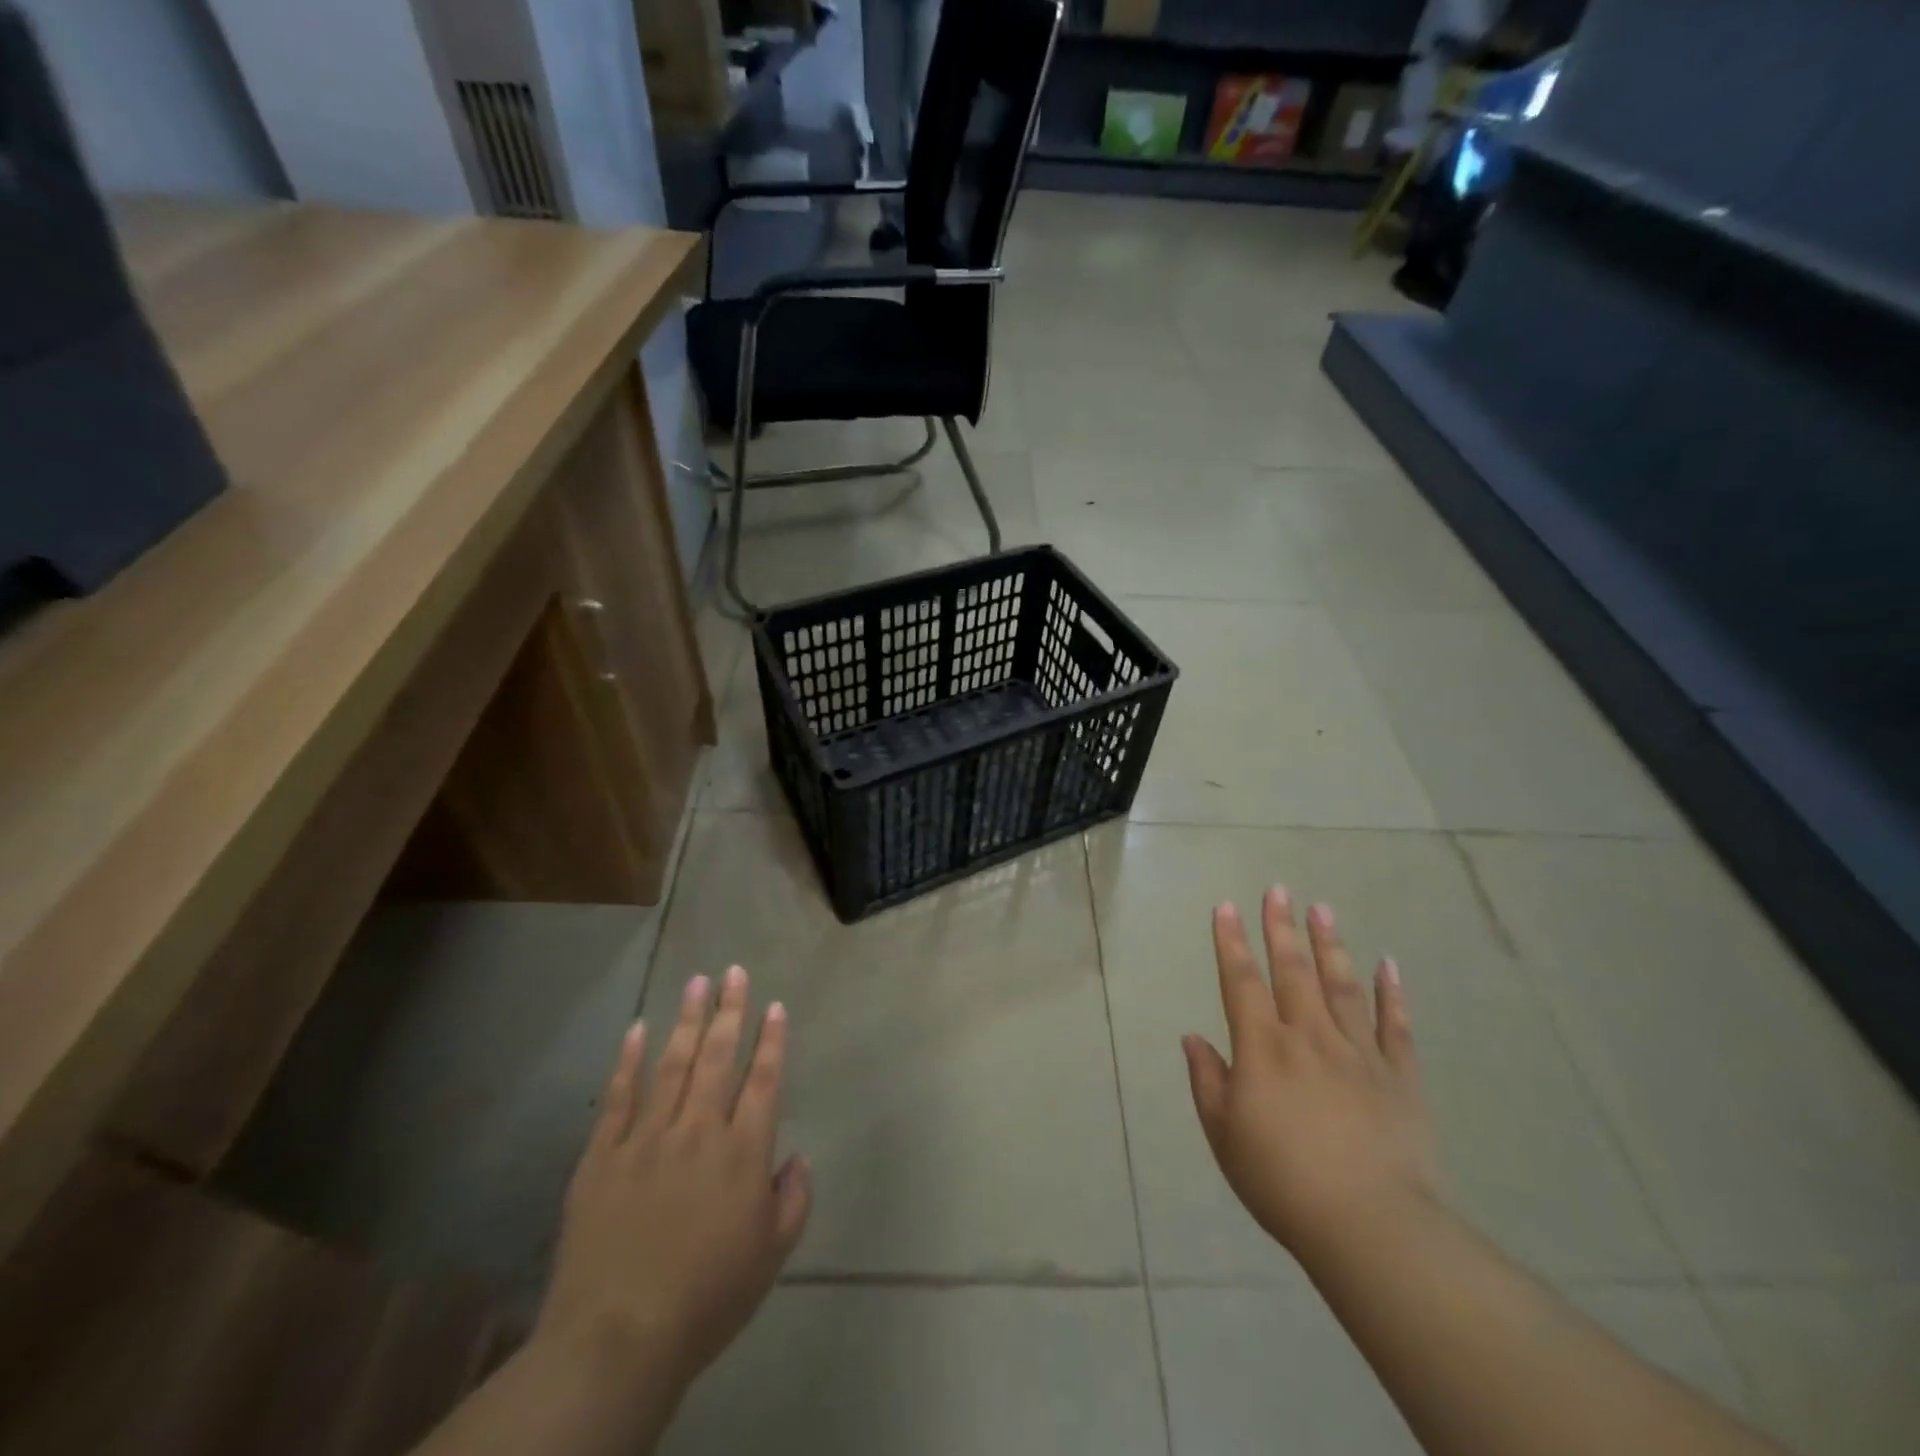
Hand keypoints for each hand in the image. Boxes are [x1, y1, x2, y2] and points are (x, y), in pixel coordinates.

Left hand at [533, 966, 811, 1412]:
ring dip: (688, 1020)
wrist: (618, 1338)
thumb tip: (797, 1156)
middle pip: (719, 1056)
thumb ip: (794, 1198)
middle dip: (730, 1010)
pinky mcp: (603, 1155)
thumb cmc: (708, 1299)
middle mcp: (699, 1130)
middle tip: (734, 971)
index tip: (775, 1006)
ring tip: (697, 982)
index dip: (772, 1040)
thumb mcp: (772, 1256)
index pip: (764, 1079)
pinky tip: (637, 1029)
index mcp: (744, 1151)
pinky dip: (629, 1060)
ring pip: (673, 1063)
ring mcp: (647, 1137)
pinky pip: (618, 1096)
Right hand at [1184, 888, 1439, 1263]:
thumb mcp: (1225, 1136)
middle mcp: (1309, 1037)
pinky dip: (1391, 994)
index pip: (1241, 982)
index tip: (1226, 906)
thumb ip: (1208, 1081)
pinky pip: (1395, 1026)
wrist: (1372, 1229)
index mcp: (1263, 1049)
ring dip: (1330, 944)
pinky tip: (1388, 965)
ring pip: (1341, 986)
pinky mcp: (1400, 1077)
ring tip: (1323, 908)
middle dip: (1281, 927)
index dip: (1231, 942)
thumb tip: (1192, 1037)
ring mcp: (1359, 1053)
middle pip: (1293, 971)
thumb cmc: (1283, 1182)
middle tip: (1279, 889)